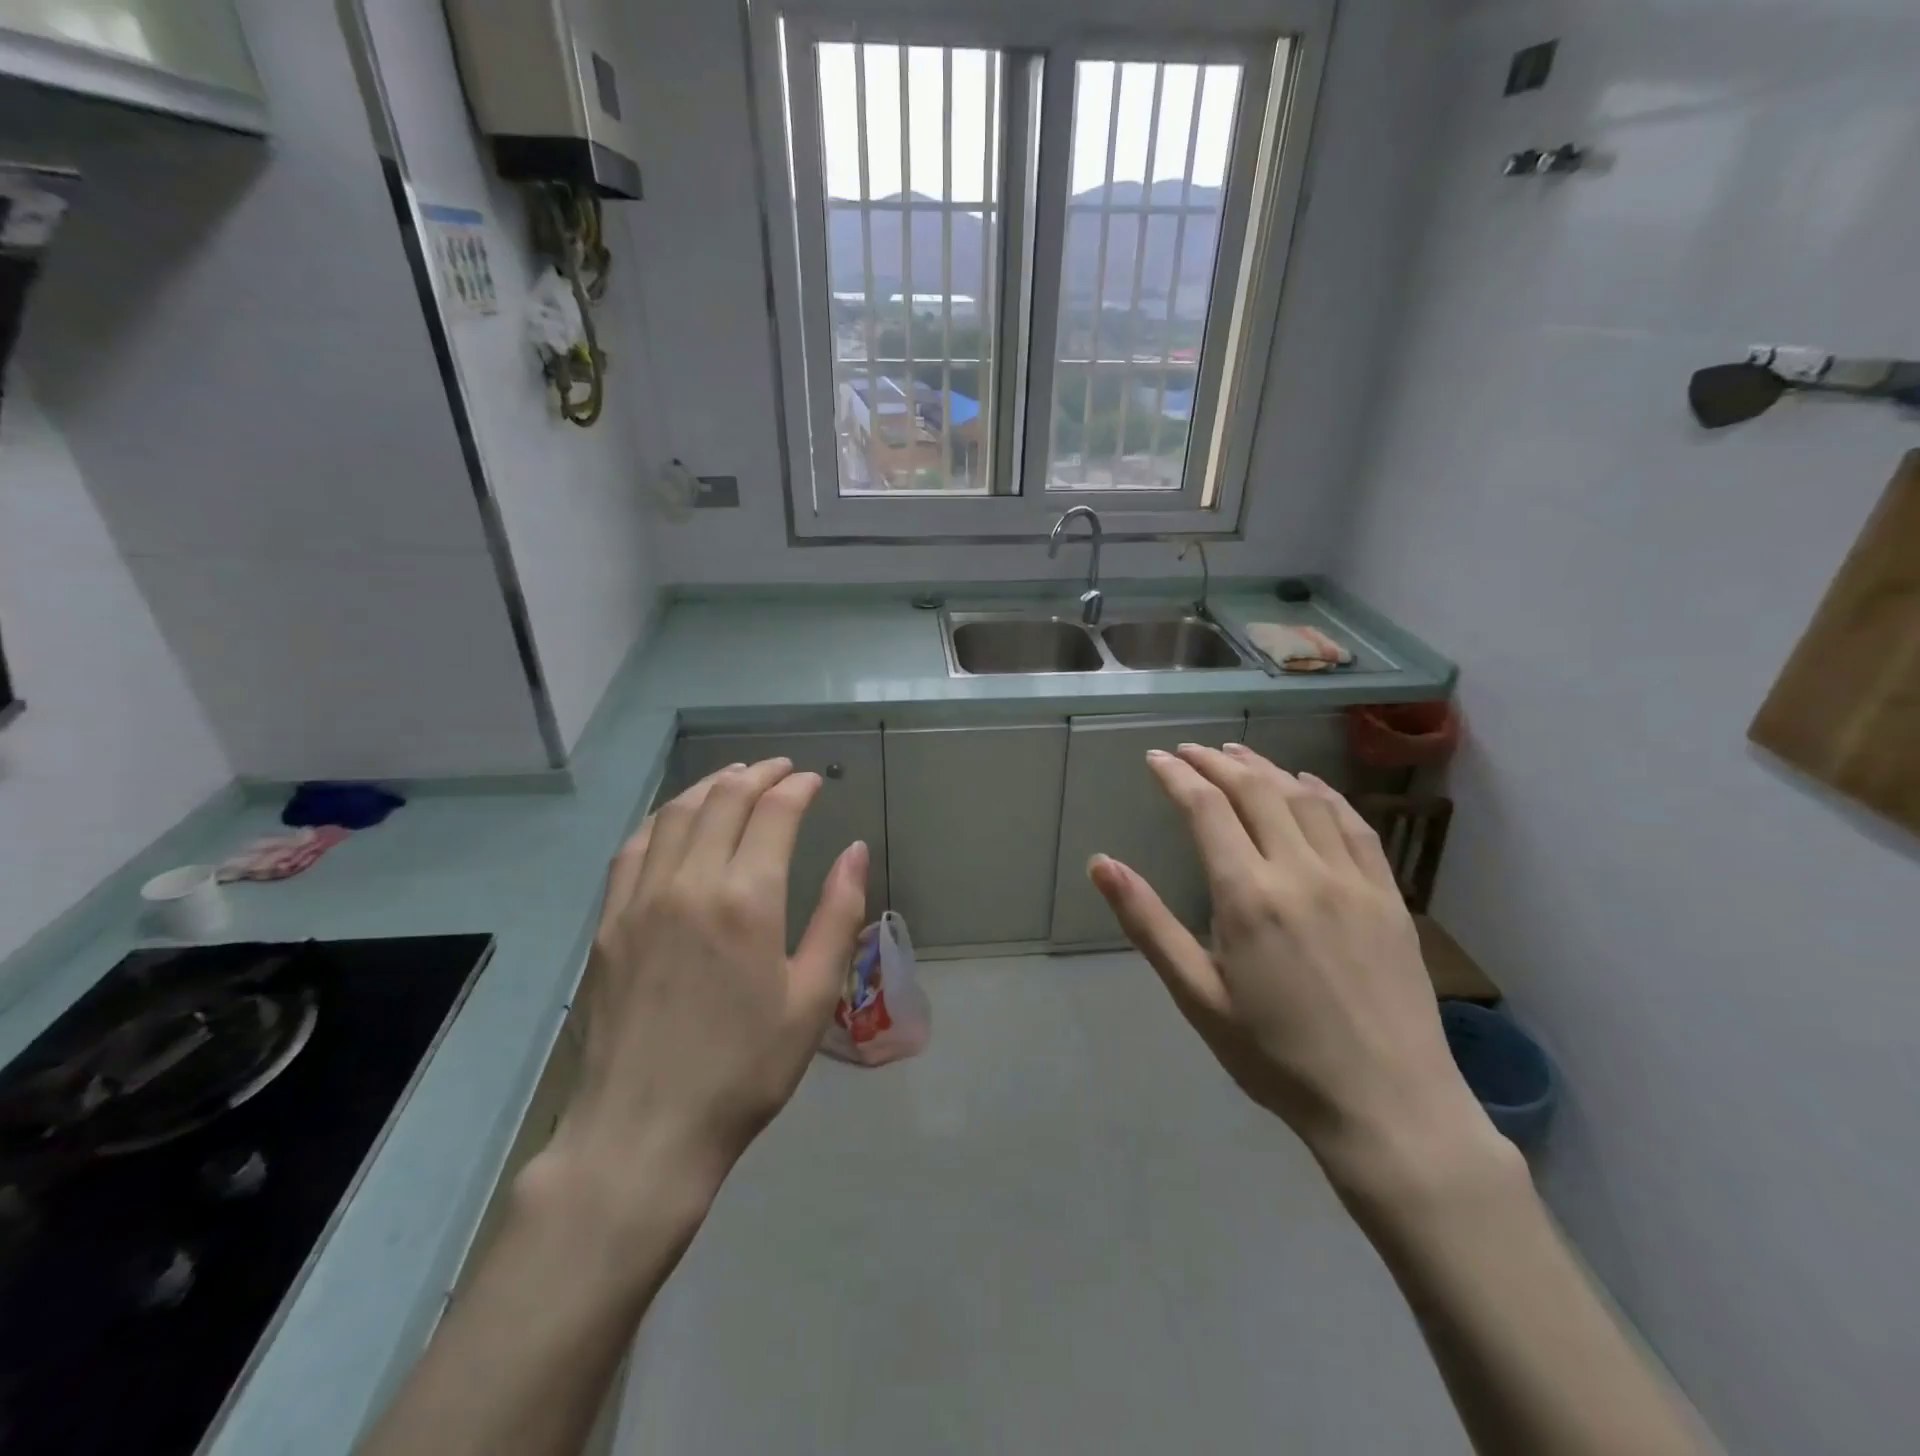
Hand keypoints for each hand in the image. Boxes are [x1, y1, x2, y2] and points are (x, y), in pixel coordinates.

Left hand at [543, 759, 868, 1232]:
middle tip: (781, 769)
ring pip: (677, 814)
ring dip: (710, 785)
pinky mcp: (609, 922)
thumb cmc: (744, 1069)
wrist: (643, 1131)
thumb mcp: (812, 996)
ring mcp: (641, 898)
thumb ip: (837, 914)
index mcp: (747, 898)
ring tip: (734, 777)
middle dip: (758, 774)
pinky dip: (663, 818)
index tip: (814, 781)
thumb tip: (855, 851)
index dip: (797, 787)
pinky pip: (634, 847)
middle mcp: (690, 882)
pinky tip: (675, 819)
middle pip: (724, 799)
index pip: (774, 812)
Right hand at [1089, 743, 1494, 1192]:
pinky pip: (1354, 825)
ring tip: (1237, 753)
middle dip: (1216, 762)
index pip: (1206, 809)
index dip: (1177, 776)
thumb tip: (1100, 863)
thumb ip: (1147, 923)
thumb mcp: (1197, 996)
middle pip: (1254, 790)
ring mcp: (1351, 879)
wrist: (1387, 1106)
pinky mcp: (1387, 895)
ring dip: (1265, 768)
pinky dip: (1325, 794)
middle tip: (1189, 751)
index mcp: (1248, 896)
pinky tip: (1308, 785)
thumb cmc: (1276, 1056)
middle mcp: (1300, 871)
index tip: (1156, 758)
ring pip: (1303, 799)